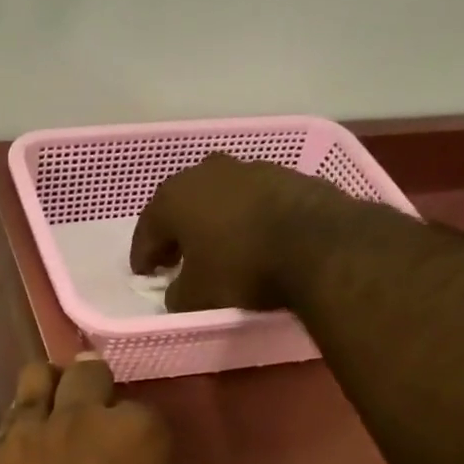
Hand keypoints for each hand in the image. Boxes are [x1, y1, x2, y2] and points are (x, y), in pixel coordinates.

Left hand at [0, 357, 189, 463]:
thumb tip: (146, 463)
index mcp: (135, 433)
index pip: (139, 407)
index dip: (136, 432)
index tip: (131, 454)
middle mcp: (78, 419)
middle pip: (85, 373)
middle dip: (92, 387)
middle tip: (90, 414)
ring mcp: (24, 437)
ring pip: (34, 380)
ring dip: (48, 392)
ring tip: (50, 417)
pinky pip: (3, 431)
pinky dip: (16, 439)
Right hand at [128, 152, 364, 312]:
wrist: (319, 245)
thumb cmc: (241, 268)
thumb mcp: (196, 296)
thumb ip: (176, 293)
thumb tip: (177, 291)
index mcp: (174, 198)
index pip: (147, 230)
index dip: (143, 256)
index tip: (144, 275)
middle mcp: (206, 172)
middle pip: (180, 206)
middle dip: (175, 232)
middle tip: (175, 258)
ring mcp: (249, 168)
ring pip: (217, 198)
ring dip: (211, 221)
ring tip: (215, 248)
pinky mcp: (285, 174)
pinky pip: (251, 200)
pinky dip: (244, 217)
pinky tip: (251, 238)